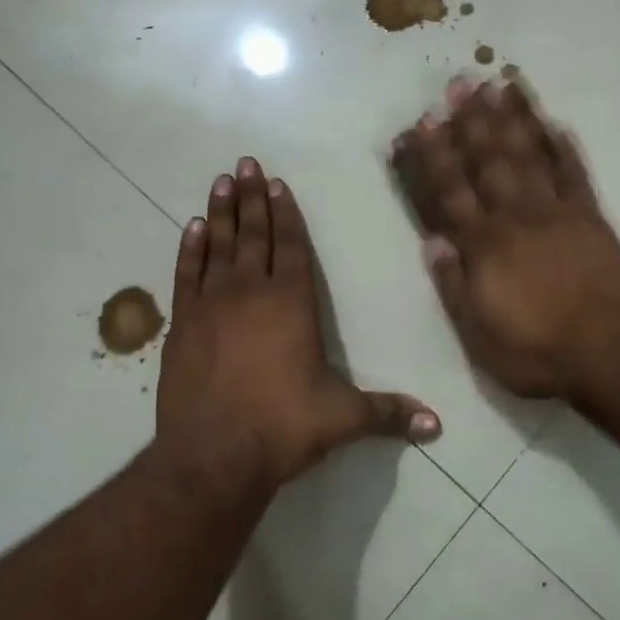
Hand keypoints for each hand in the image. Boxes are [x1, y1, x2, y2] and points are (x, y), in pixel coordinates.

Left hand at [156, 157, 438, 485]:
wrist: (213, 456)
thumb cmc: (283, 427)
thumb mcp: (343, 418)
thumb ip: (388, 414)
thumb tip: (437, 425)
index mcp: (292, 303)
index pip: (291, 246)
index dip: (286, 213)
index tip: (277, 184)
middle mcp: (251, 293)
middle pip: (253, 234)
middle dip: (251, 198)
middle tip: (244, 164)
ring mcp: (211, 306)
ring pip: (218, 246)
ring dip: (221, 212)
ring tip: (221, 181)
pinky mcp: (181, 324)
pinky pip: (186, 274)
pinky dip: (189, 248)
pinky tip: (192, 228)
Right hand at [392, 79, 619, 398]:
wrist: (610, 353)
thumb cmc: (537, 352)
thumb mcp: (479, 336)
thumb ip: (453, 287)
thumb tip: (433, 241)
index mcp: (485, 246)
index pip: (451, 192)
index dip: (435, 156)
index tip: (423, 122)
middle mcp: (516, 218)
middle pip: (489, 161)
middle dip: (471, 121)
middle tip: (459, 83)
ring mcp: (557, 213)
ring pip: (530, 156)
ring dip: (512, 119)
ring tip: (499, 84)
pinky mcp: (591, 218)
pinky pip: (575, 174)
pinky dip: (564, 147)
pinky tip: (554, 122)